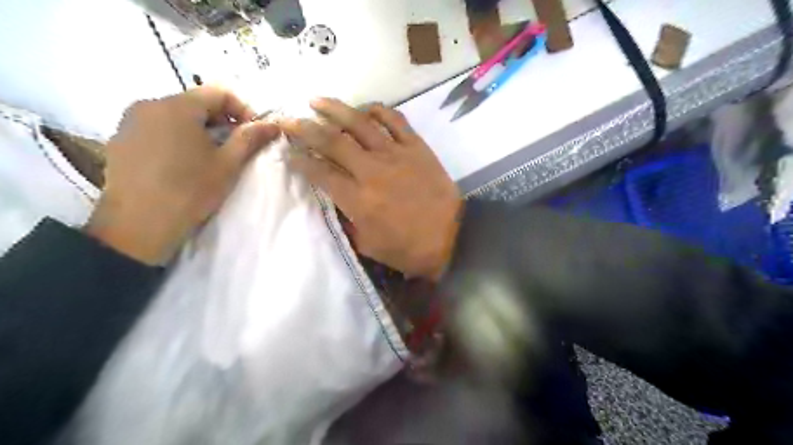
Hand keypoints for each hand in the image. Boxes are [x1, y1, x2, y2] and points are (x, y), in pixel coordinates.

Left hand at [85, 84, 276, 263]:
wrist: (139, 225)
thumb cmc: (190, 190)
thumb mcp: (228, 164)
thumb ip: (250, 138)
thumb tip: (273, 124)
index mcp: (177, 107)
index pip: (218, 93)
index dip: (243, 109)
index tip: (253, 134)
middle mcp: (148, 105)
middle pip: (195, 103)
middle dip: (221, 121)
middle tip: (234, 148)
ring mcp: (129, 122)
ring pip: (175, 116)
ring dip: (199, 130)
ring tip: (209, 158)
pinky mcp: (119, 140)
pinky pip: (156, 129)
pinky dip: (177, 138)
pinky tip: (183, 164)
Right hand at [282, 98, 461, 279]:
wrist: (452, 238)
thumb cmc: (408, 248)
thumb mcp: (368, 245)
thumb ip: (347, 220)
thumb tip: (334, 199)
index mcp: (357, 199)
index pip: (319, 172)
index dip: (299, 160)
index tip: (288, 152)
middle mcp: (371, 170)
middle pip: (332, 141)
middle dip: (304, 127)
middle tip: (288, 119)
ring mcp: (395, 154)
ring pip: (360, 123)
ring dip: (335, 109)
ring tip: (317, 101)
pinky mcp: (416, 147)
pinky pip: (395, 120)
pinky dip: (378, 110)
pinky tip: (365, 108)